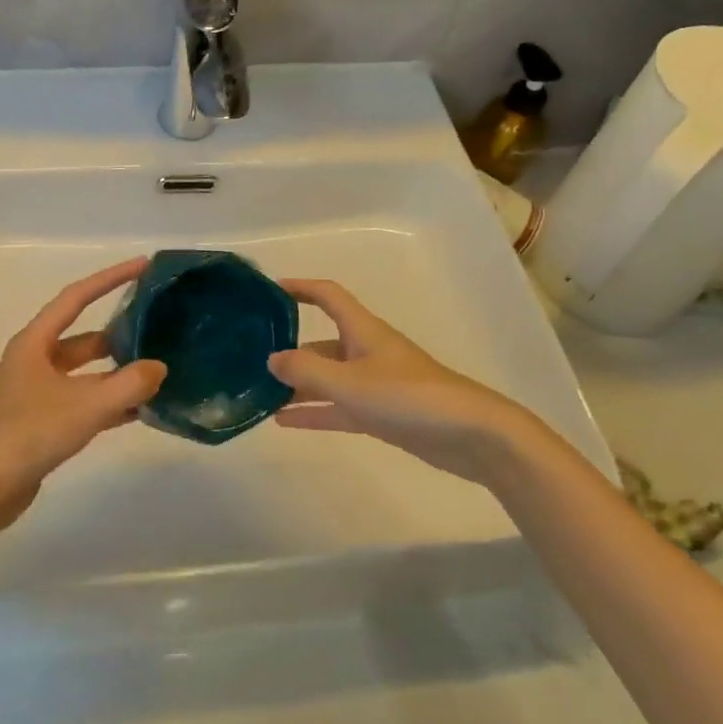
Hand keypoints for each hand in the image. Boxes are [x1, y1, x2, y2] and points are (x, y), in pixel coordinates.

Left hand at [0, 258, 166, 515]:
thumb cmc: (30, 434)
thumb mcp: (86, 406)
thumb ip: (128, 385)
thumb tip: (159, 368)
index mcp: (36, 342)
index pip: (77, 297)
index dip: (110, 278)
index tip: (142, 266)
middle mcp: (34, 360)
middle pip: (84, 336)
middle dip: (119, 332)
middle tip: (156, 327)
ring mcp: (36, 391)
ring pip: (85, 371)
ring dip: (116, 371)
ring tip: (155, 371)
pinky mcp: (42, 420)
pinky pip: (82, 399)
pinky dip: (108, 400)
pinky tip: (138, 410)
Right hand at [269, 278, 525, 484]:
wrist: (471, 435)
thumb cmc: (409, 397)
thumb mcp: (350, 383)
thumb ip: (307, 371)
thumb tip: (271, 359)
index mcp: (362, 330)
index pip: (327, 296)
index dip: (299, 288)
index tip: (268, 291)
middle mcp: (366, 350)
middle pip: (321, 343)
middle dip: (290, 349)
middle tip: (252, 360)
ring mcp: (375, 383)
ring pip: (328, 378)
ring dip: (298, 386)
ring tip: (260, 395)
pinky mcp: (383, 413)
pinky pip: (339, 407)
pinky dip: (314, 412)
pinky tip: (284, 422)